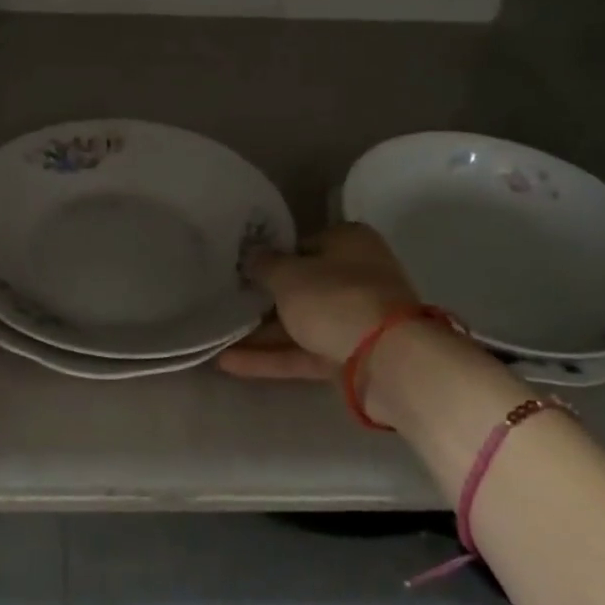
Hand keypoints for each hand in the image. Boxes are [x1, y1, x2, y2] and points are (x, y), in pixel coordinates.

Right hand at [241, 223, 420, 366]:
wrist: (388, 362)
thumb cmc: (335, 299)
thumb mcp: (288, 275)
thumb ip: (264, 264)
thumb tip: (251, 254)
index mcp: (349, 242)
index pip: (303, 244)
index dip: (272, 256)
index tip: (241, 269)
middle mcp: (356, 276)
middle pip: (303, 285)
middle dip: (265, 297)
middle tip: (225, 301)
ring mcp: (354, 319)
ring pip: (301, 322)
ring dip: (261, 332)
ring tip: (217, 337)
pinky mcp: (349, 357)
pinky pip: (303, 352)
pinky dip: (271, 357)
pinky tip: (229, 362)